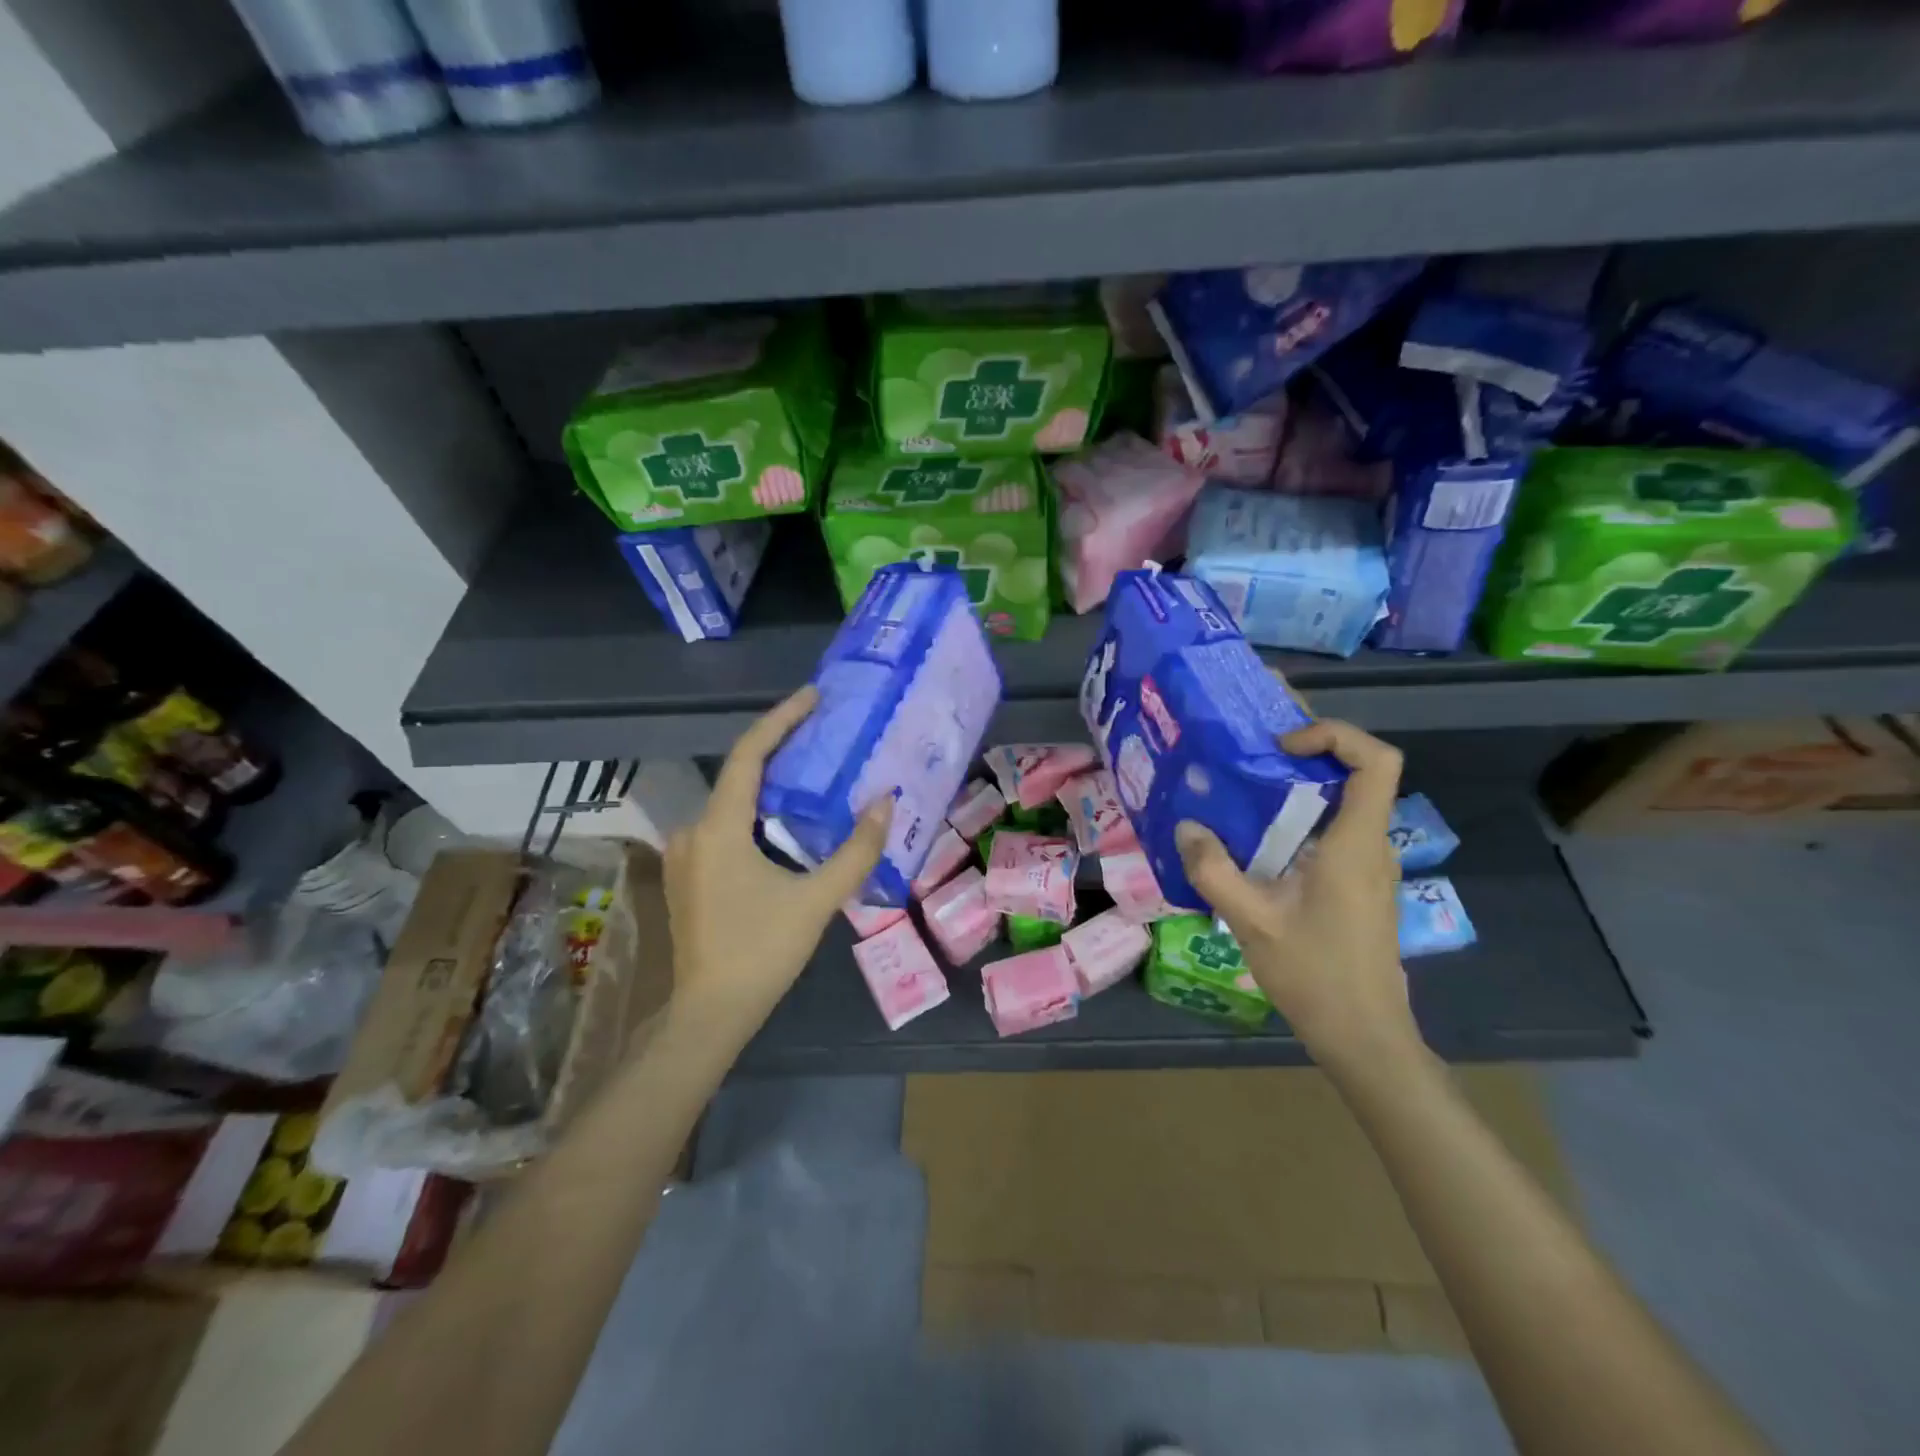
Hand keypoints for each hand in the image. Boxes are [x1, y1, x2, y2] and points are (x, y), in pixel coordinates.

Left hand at [663, 686, 891, 1041]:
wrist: (709, 1014)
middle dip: (782, 750)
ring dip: (771, 785)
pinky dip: (758, 814)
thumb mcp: (817, 900)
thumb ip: (855, 850)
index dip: (782, 718)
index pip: (750, 754)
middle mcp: (694, 830)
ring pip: (733, 803)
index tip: (813, 695)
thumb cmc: (762, 952)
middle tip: (825, 733)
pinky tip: (787, 822)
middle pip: (741, 774)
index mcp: (719, 828)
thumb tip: (885, 802)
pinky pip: (726, 826)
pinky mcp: (689, 875)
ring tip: (815, 773)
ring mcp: (686, 854)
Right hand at [1175, 720, 1419, 1072]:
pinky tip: (1257, 833)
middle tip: (1250, 740)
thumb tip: (1185, 826)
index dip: (1335, 735)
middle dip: (1307, 747)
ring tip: (1244, 779)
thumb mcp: (1251, 921)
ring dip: (1300, 782)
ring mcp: (1369, 864)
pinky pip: (1334, 829)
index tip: (1282, 748)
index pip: (1377, 761)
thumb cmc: (1314, 974)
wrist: (1363, 1034)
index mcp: (1356, 843)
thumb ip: (1214, 870)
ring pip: (1344, 801)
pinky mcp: (1358, 882)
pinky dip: (1300, 814)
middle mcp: (1371, 844)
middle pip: (1357, 772)